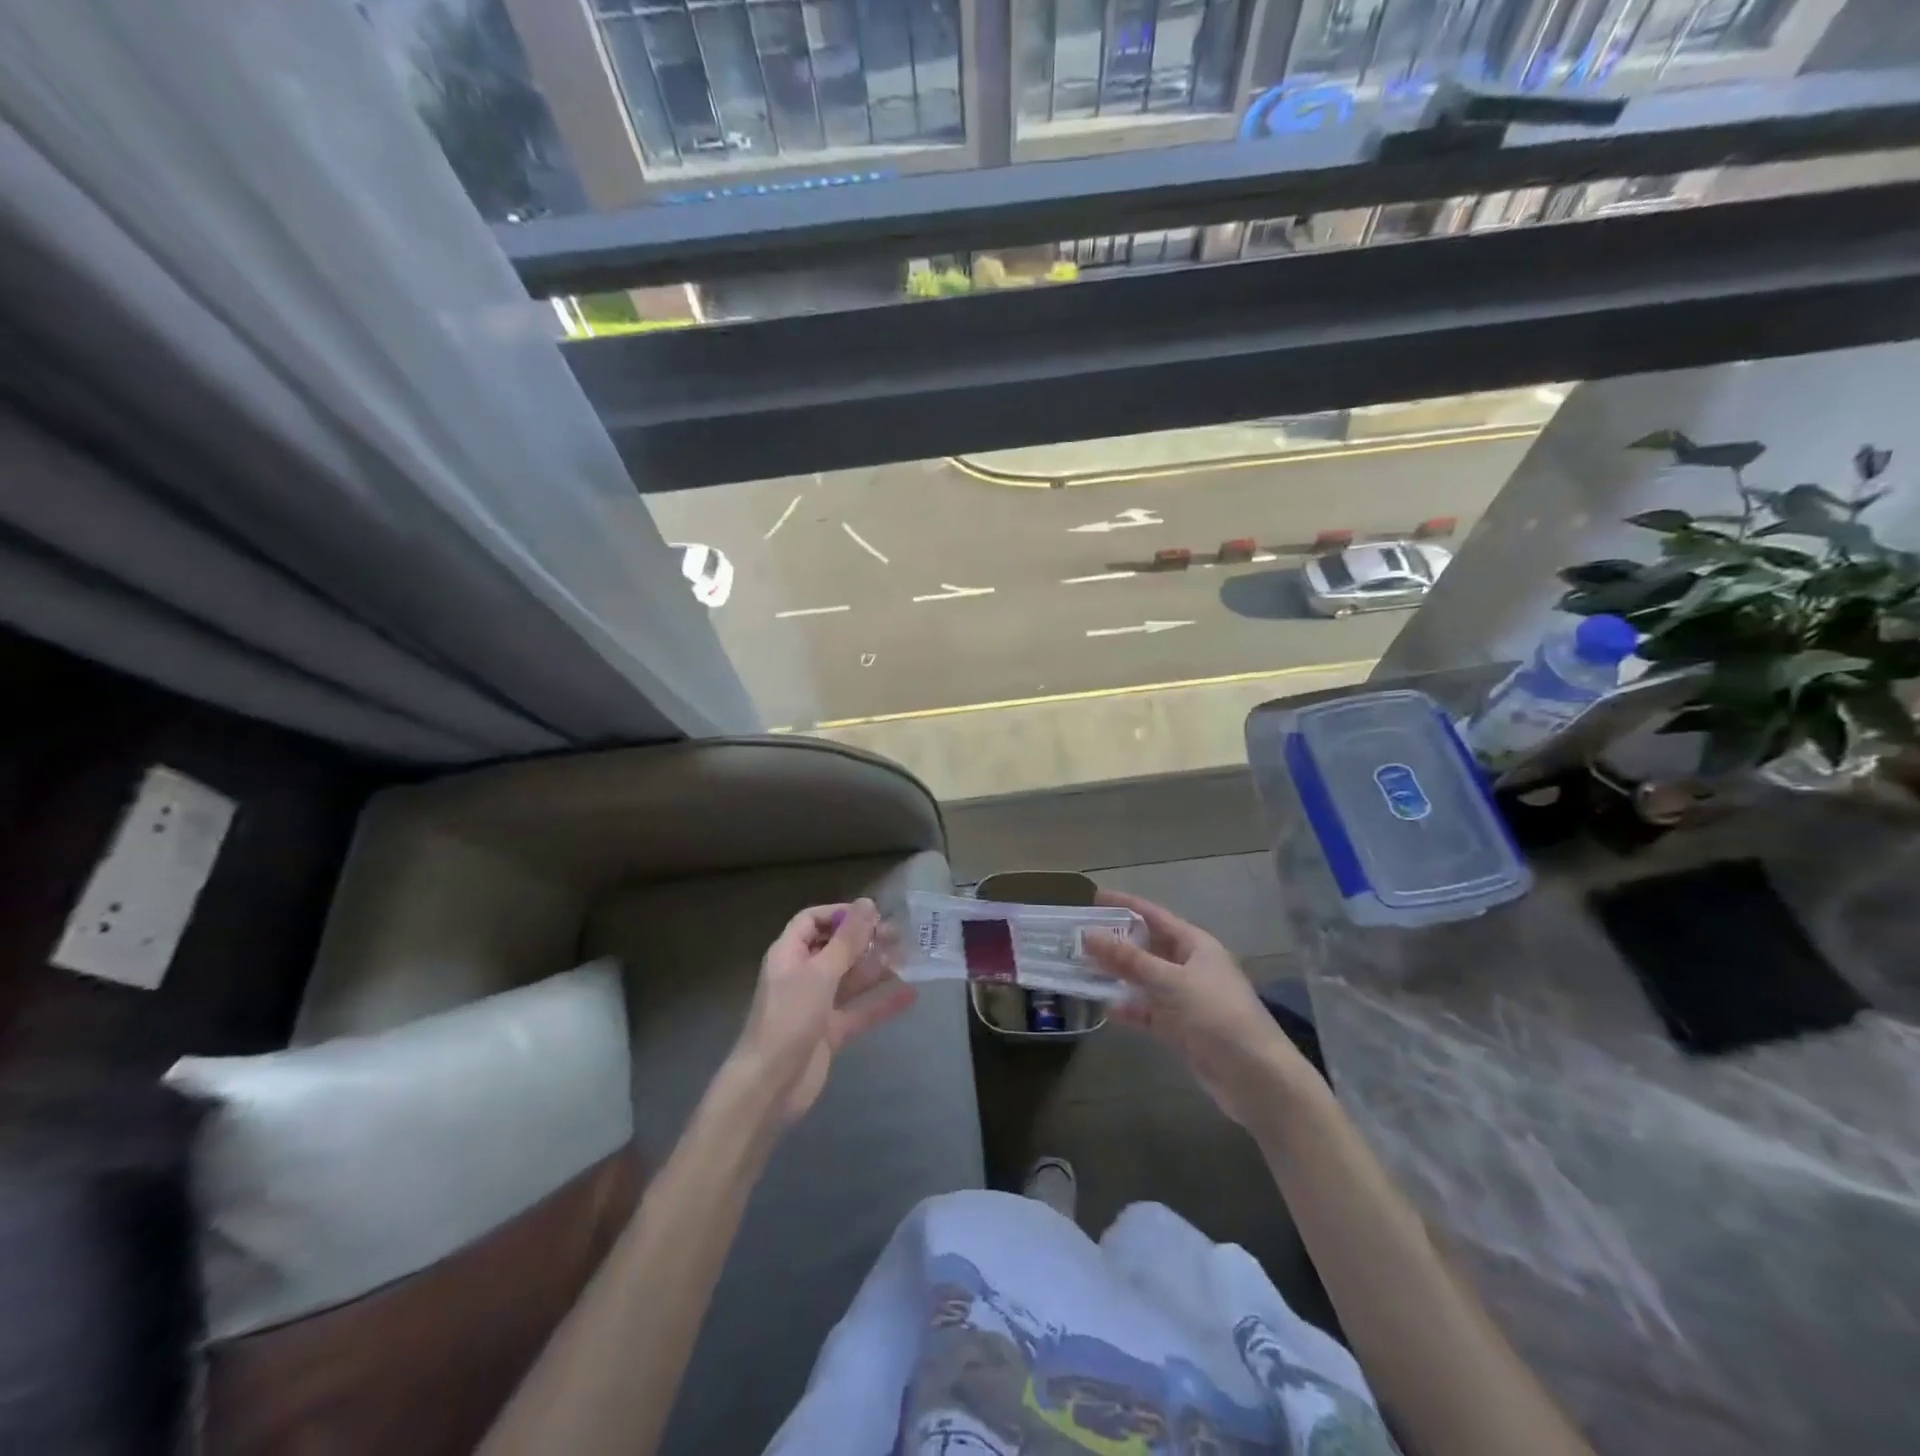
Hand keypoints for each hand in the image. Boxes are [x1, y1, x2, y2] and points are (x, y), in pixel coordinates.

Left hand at [726, 899, 915, 1127]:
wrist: (770, 1086)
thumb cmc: (789, 1019)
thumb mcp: (820, 974)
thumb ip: (846, 940)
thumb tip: (867, 903)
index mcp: (789, 954)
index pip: (811, 921)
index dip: (839, 914)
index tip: (871, 913)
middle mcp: (802, 975)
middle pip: (834, 948)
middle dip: (864, 940)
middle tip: (899, 935)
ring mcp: (817, 1005)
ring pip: (850, 979)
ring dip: (876, 968)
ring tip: (909, 957)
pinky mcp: (830, 1032)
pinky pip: (859, 1010)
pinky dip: (881, 1003)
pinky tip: (910, 994)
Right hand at [1085, 890, 1318, 1130]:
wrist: (1256, 1079)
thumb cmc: (1218, 1017)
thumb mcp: (1170, 982)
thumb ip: (1129, 960)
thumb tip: (1089, 935)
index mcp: (1195, 945)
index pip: (1155, 916)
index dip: (1126, 905)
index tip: (1095, 897)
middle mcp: (1190, 967)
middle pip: (1148, 947)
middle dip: (1116, 942)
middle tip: (1079, 936)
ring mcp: (1186, 999)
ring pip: (1144, 980)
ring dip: (1118, 976)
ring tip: (1082, 969)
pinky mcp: (1182, 1029)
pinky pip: (1149, 1011)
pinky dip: (1130, 1009)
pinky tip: (1106, 1008)